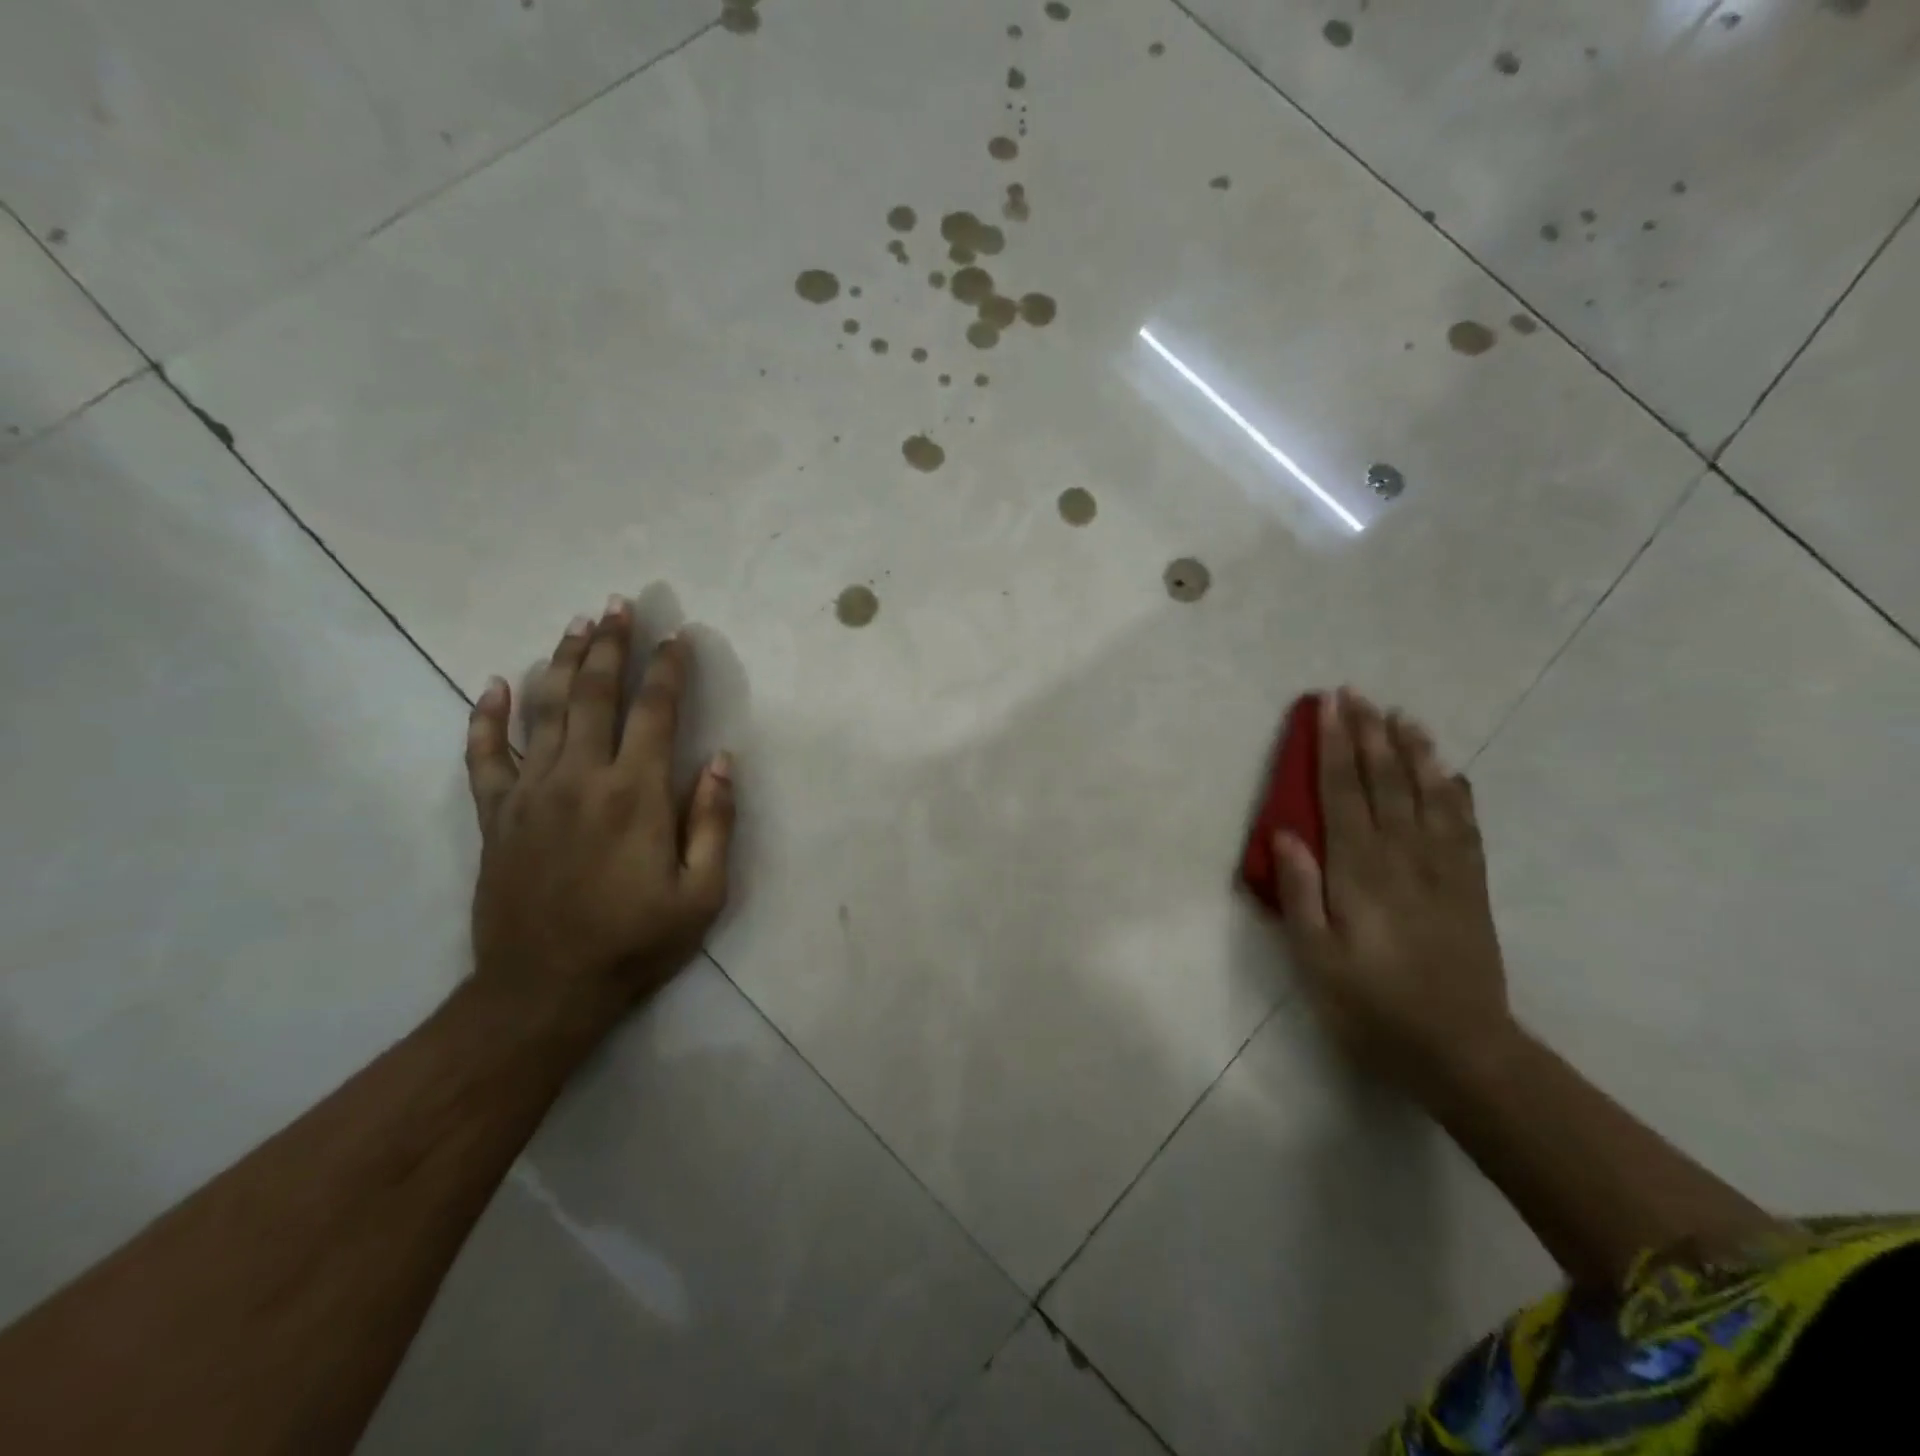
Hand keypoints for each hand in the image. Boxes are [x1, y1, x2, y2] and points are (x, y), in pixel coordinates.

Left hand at [462, 597, 734, 1034]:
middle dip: (610, 645)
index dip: (668, 669)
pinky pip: (485, 755)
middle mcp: (581, 777)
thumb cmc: (635, 943)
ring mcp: (530, 793)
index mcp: (636, 793)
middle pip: (594, 694)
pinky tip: (495, 686)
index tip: (677, 635)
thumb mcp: (702, 893)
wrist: (542, 991)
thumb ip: (714, 821)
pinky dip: (487, 717)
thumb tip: (720, 760)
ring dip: (562, 662)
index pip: (656, 711)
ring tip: (576, 625)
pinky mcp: (494, 815)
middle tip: (618, 604)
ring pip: (545, 710)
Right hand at [1273, 689, 1516, 1096]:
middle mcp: (1404, 858)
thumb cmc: (1372, 1007)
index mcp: (1360, 872)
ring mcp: (1444, 870)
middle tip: (1358, 694)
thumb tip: (1284, 832)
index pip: (1343, 794)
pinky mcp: (1471, 888)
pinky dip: (1456, 794)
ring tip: (1403, 717)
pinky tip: (1451, 774)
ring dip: (1414, 752)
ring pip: (1428, 795)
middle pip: (1385, 782)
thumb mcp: (1316, 959)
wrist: (1462, 1051)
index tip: (1328, 706)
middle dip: (1369, 734)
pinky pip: (1465, 828)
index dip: (1333, 746)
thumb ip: (1299, 892)